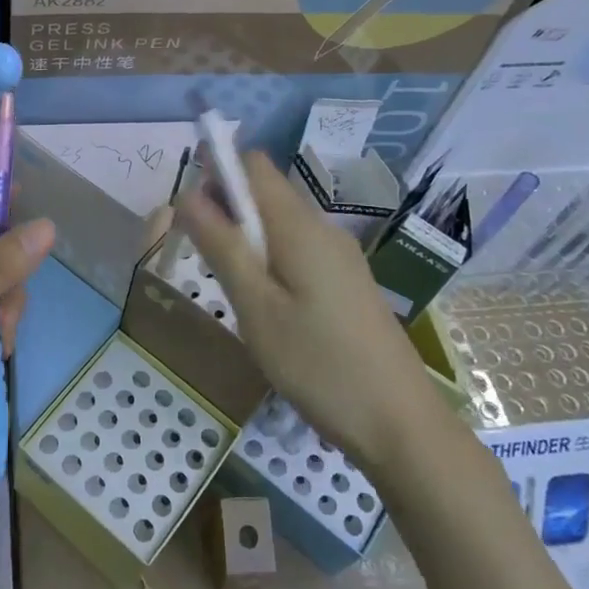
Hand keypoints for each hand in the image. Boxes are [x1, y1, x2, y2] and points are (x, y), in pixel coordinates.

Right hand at [175, 153, 440, 463]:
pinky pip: (297, 249)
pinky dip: (269, 259)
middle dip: (226, 208)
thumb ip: (222, 246)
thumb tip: (187, 194)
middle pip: (266, 191)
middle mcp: (322, 228)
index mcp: (299, 225)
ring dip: (245, 237)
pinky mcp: (347, 283)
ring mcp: (340, 256)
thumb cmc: (319, 364)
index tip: (189, 211)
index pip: (254, 164)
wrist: (400, 424)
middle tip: (202, 258)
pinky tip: (265, 305)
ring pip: (279, 223)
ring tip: (229, 287)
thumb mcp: (256, 306)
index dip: (216, 171)